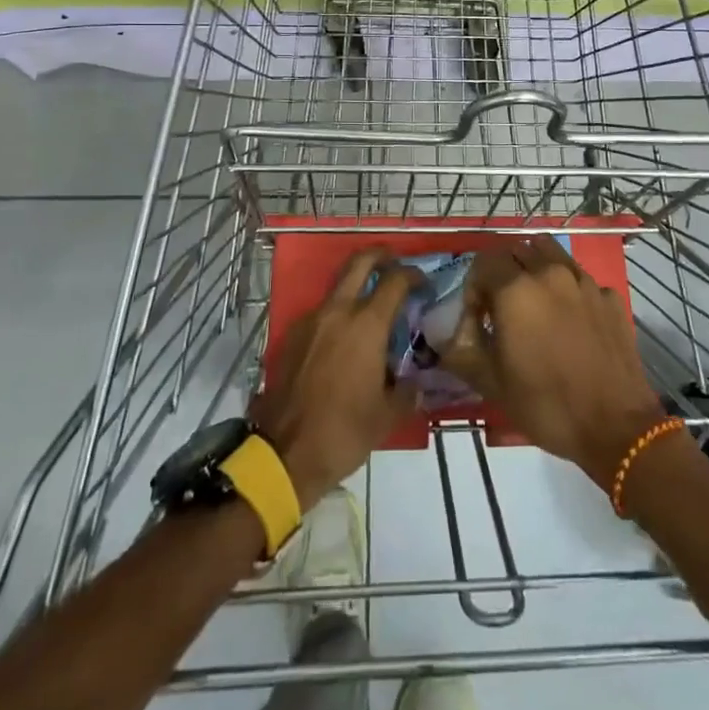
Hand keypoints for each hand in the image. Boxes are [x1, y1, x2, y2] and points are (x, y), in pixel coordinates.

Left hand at [251, 248, 418, 507]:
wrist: (285, 454)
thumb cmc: (344, 432)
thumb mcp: (388, 415)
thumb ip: (408, 391)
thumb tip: (417, 383)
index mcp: (367, 325)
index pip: (395, 280)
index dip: (413, 275)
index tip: (424, 284)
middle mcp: (338, 312)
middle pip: (359, 262)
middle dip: (380, 255)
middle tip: (394, 263)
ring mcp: (310, 321)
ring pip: (337, 287)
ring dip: (356, 288)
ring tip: (372, 312)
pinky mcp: (291, 336)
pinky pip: (321, 313)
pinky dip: (337, 315)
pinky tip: (345, 342)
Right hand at [441, 236, 665, 488]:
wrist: (616, 427)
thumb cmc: (546, 405)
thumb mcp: (490, 382)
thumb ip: (462, 346)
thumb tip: (451, 328)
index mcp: (516, 289)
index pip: (484, 260)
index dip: (474, 285)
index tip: (477, 315)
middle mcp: (550, 273)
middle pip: (517, 249)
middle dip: (503, 271)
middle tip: (502, 307)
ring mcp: (584, 282)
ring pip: (551, 254)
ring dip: (535, 268)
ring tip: (534, 302)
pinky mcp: (610, 297)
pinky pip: (580, 278)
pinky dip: (568, 288)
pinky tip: (570, 320)